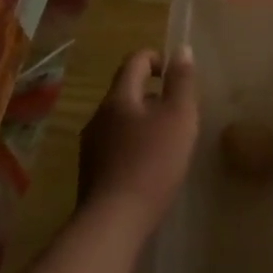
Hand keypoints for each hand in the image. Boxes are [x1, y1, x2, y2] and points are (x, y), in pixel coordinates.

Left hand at [79, 48, 198, 240]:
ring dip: (144, 122)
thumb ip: (182, 81)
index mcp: (119, 98)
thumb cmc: (152, 162)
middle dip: (153, 95)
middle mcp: (99, 116)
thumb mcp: (179, 116)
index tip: (176, 75)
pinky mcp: (91, 173)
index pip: (134, 62)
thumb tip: (181, 49)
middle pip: (127, 92)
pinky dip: (134, 146)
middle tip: (180, 112)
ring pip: (121, 121)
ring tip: (169, 142)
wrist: (113, 223)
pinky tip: (151, 168)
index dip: (157, 59)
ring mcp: (91, 146)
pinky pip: (116, 146)